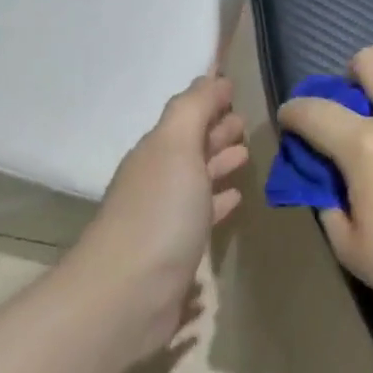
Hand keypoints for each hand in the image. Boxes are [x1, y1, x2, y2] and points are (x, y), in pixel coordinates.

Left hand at [72, 74, 247, 364]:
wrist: (127, 295)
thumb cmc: (158, 214)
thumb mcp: (176, 147)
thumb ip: (193, 109)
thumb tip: (211, 77)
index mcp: (156, 153)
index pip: (186, 118)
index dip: (209, 104)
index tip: (235, 93)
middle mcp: (157, 181)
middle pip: (189, 148)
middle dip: (215, 133)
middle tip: (245, 124)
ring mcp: (163, 219)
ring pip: (196, 182)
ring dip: (218, 166)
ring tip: (245, 157)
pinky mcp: (175, 253)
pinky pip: (201, 216)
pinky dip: (217, 203)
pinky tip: (235, 202)